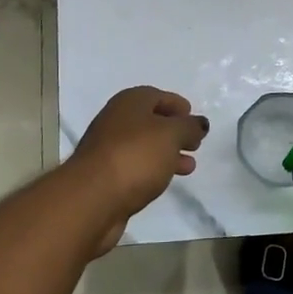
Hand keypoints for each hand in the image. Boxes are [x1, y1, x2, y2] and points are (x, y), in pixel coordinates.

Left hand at [69, 86, 208, 250]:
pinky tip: (166, 180)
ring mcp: (108, 149)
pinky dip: (153, 169)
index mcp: (129, 102)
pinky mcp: (106, 176)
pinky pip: (135, 166)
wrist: (93, 198)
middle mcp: (115, 121)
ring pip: (144, 146)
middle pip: (149, 121)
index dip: (176, 104)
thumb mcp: (171, 135)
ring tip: (189, 167)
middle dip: (174, 131)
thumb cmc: (135, 156)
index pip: (156, 95)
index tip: (193, 117)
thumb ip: (189, 127)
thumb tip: (199, 123)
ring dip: (167, 153)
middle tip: (194, 144)